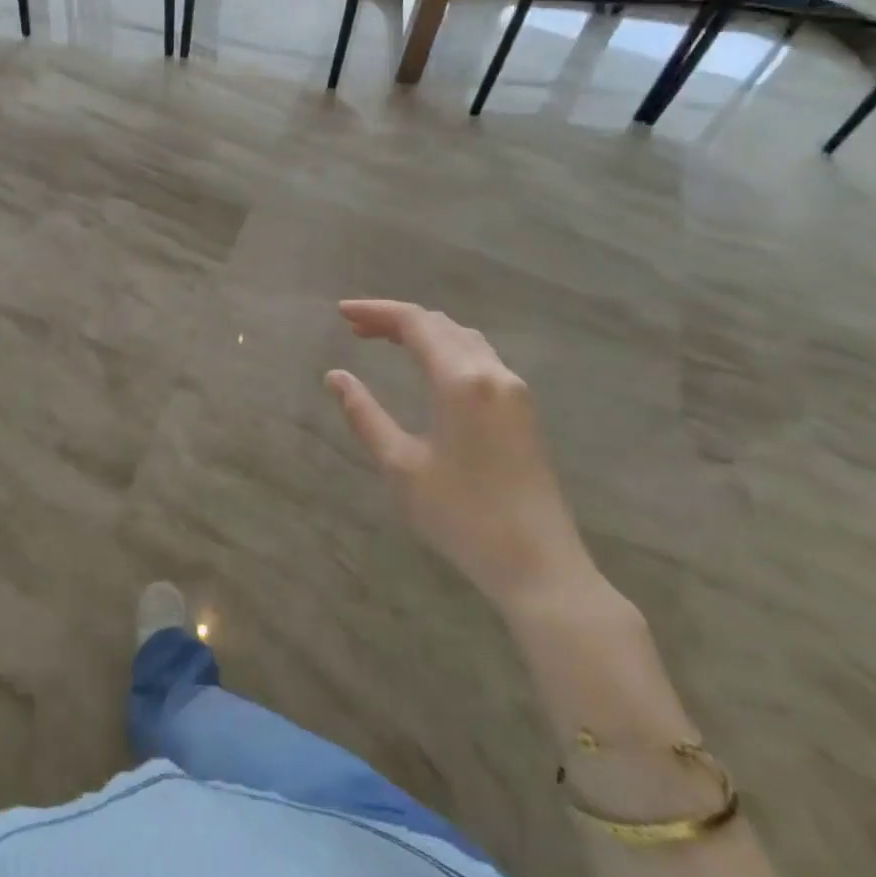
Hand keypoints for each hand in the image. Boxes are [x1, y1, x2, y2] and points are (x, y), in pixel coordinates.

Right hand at [325, 299, 598, 611]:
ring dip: (424, 332)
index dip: (376, 311)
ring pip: (464, 339)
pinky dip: (446, 349)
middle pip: (441, 324)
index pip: (415, 323)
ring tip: (386, 341)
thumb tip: (335, 376)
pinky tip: (429, 368)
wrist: (539, 565)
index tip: (341, 312)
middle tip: (356, 328)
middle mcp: (493, 373)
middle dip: (396, 319)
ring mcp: (514, 391)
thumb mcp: (401, 466)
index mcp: (461, 381)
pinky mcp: (523, 411)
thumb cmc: (462, 516)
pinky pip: (480, 358)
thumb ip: (365, 415)